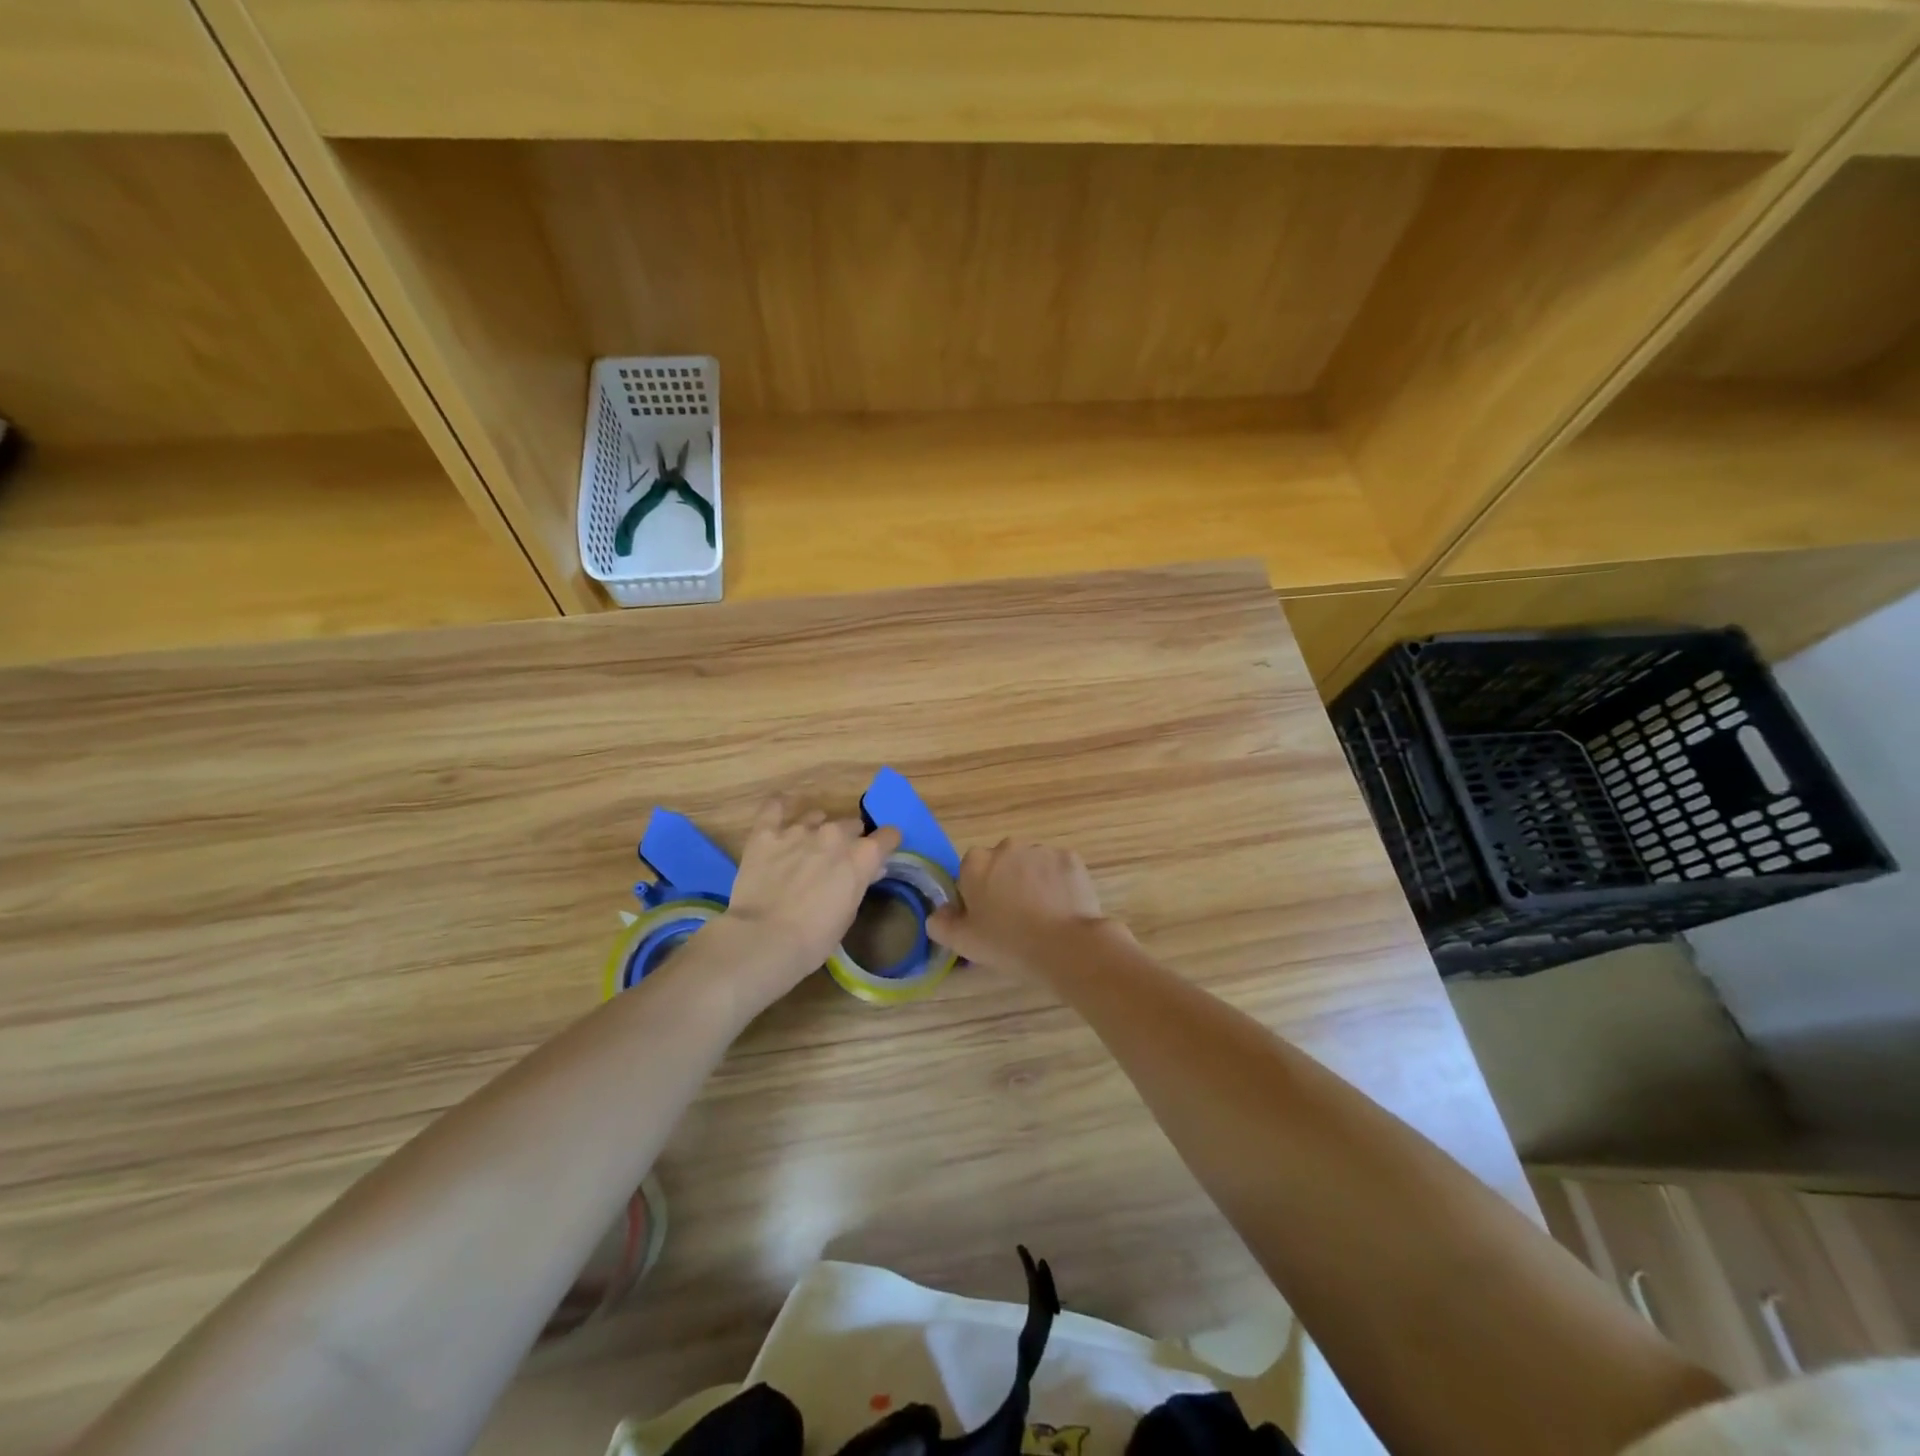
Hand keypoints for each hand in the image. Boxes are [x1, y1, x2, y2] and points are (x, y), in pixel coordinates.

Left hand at [715, 797, 900, 1007]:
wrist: (764, 939)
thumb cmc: (814, 938)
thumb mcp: (849, 913)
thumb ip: (859, 883)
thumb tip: (870, 869)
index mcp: (861, 856)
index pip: (887, 836)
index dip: (885, 843)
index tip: (880, 853)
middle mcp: (834, 834)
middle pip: (851, 825)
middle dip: (849, 839)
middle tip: (837, 861)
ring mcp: (798, 830)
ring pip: (816, 816)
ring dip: (817, 828)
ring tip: (807, 846)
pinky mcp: (766, 833)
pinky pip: (774, 807)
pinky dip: (779, 806)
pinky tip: (780, 808)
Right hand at [926, 839, 1117, 977]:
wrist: (1065, 945)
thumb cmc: (1008, 943)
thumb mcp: (963, 942)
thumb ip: (940, 924)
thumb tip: (939, 913)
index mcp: (976, 863)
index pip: (970, 872)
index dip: (976, 894)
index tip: (987, 918)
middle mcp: (1006, 847)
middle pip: (1001, 864)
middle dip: (1005, 883)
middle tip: (1014, 917)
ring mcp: (1040, 850)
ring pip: (1030, 864)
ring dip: (1032, 881)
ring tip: (1042, 915)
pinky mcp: (1069, 858)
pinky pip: (1058, 868)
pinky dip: (1058, 883)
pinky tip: (1061, 907)